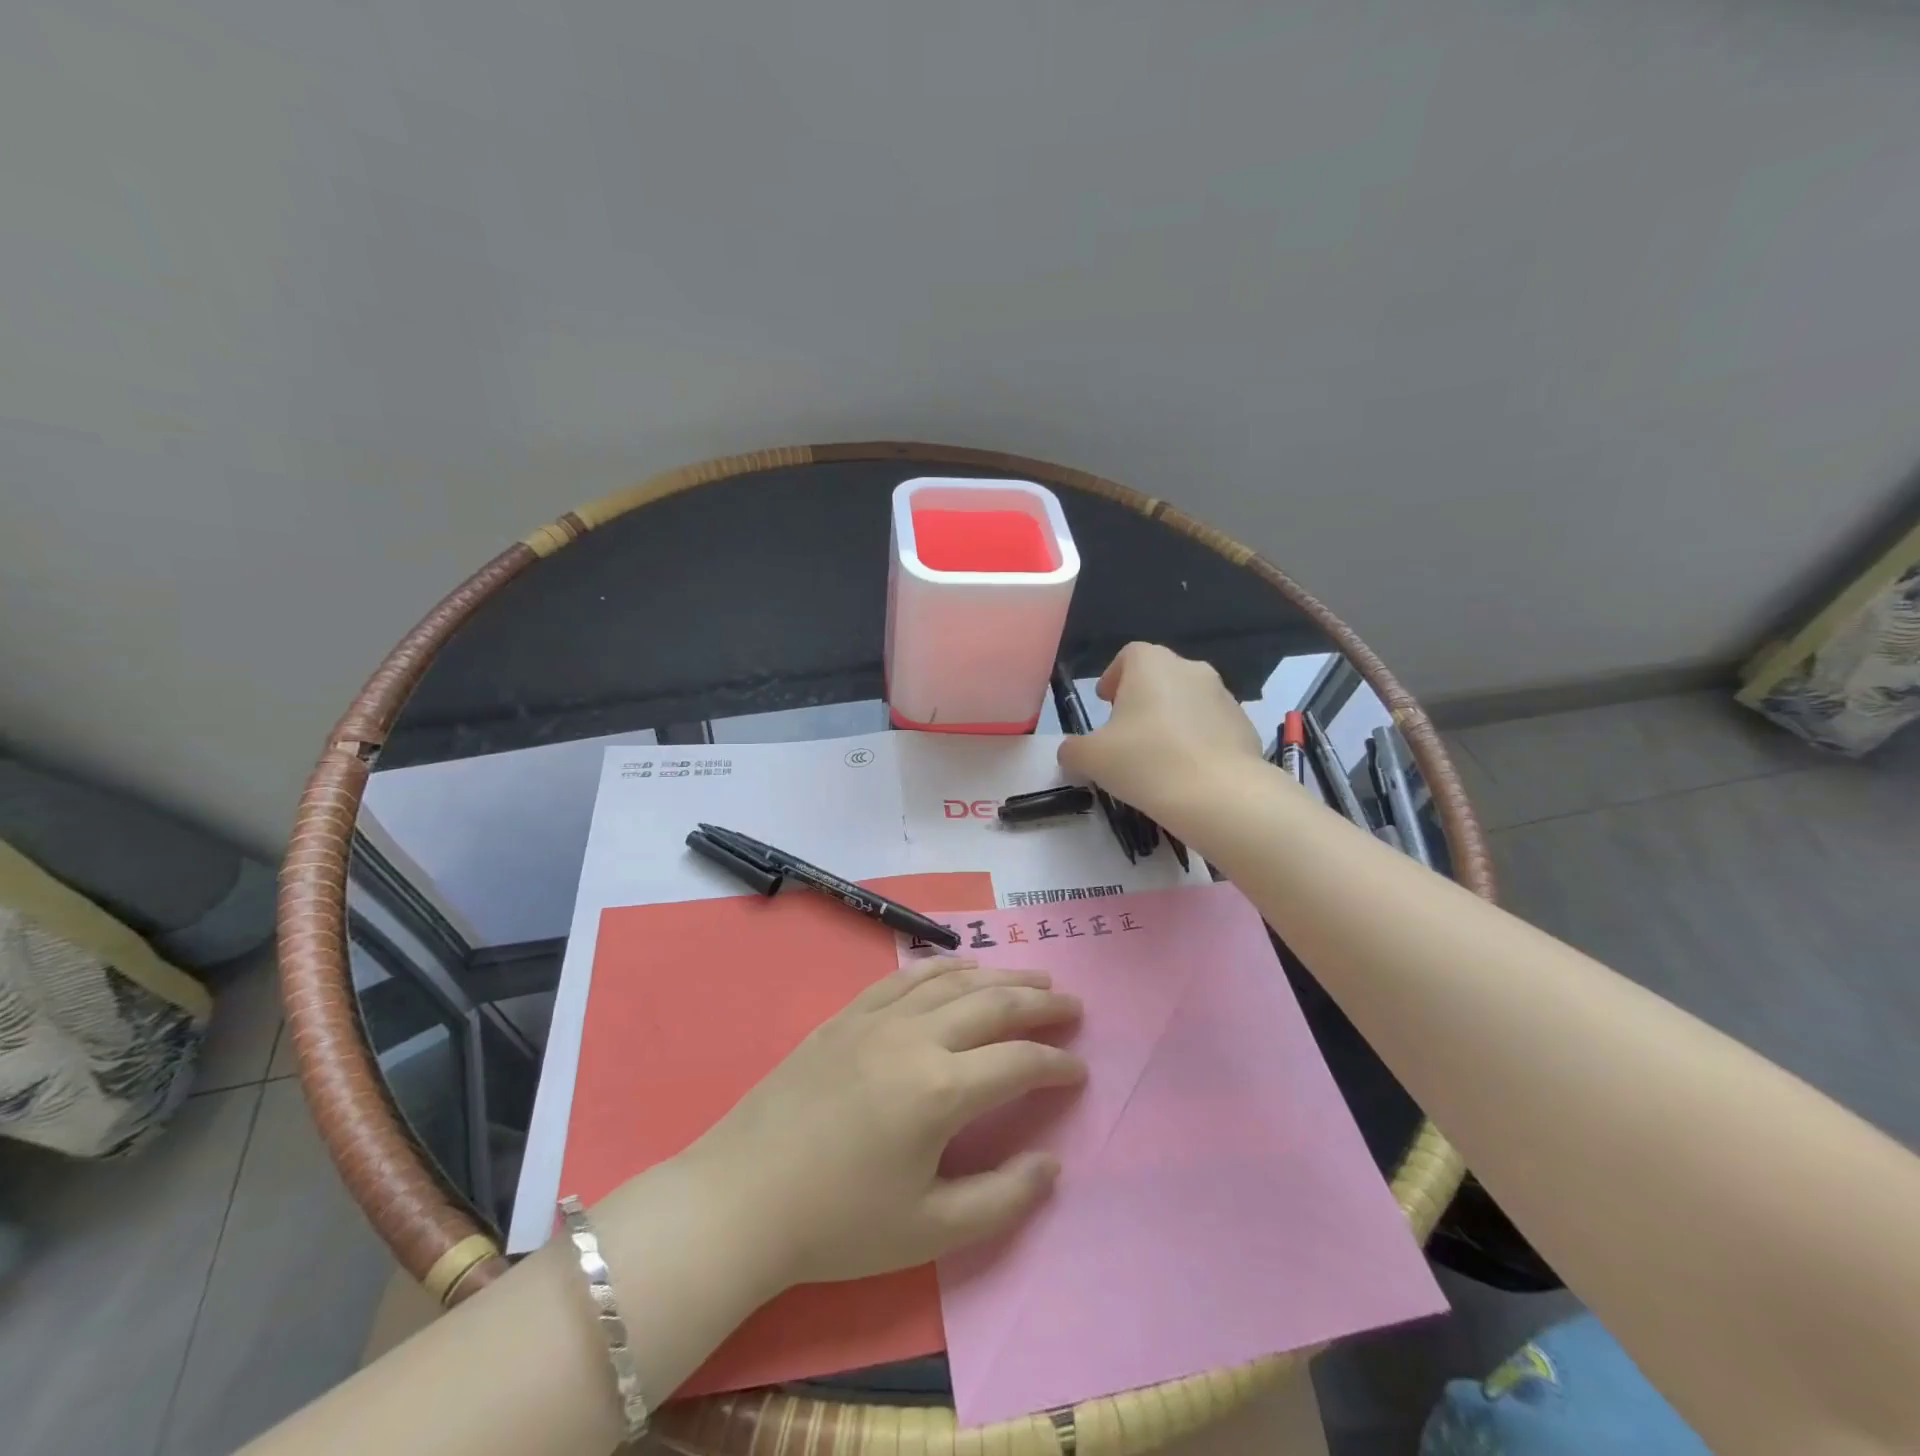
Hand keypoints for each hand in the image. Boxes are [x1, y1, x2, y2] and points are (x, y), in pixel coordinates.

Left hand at [680, 959, 1084, 1290]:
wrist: (742, 1197)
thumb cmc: (837, 1224)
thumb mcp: (928, 1231)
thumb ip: (1001, 1200)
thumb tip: (1050, 1165)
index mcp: (941, 1090)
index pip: (1019, 1062)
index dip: (1057, 1065)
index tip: (1080, 1071)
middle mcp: (916, 1038)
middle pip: (994, 1004)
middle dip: (1041, 1002)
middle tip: (1073, 1004)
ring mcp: (878, 1018)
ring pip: (954, 981)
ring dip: (999, 975)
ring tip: (1032, 976)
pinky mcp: (847, 1015)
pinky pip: (906, 977)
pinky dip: (942, 967)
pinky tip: (959, 968)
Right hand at [1057, 642, 1266, 829]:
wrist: (1221, 795)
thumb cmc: (1146, 762)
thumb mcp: (1091, 758)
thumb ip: (1073, 750)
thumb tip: (1071, 752)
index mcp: (1152, 665)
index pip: (1129, 655)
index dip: (1113, 676)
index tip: (1105, 704)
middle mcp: (1191, 669)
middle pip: (1159, 676)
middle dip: (1141, 700)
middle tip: (1126, 734)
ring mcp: (1224, 696)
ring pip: (1187, 701)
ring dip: (1170, 720)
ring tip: (1157, 757)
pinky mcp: (1245, 726)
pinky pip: (1211, 727)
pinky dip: (1196, 741)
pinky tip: (1186, 772)